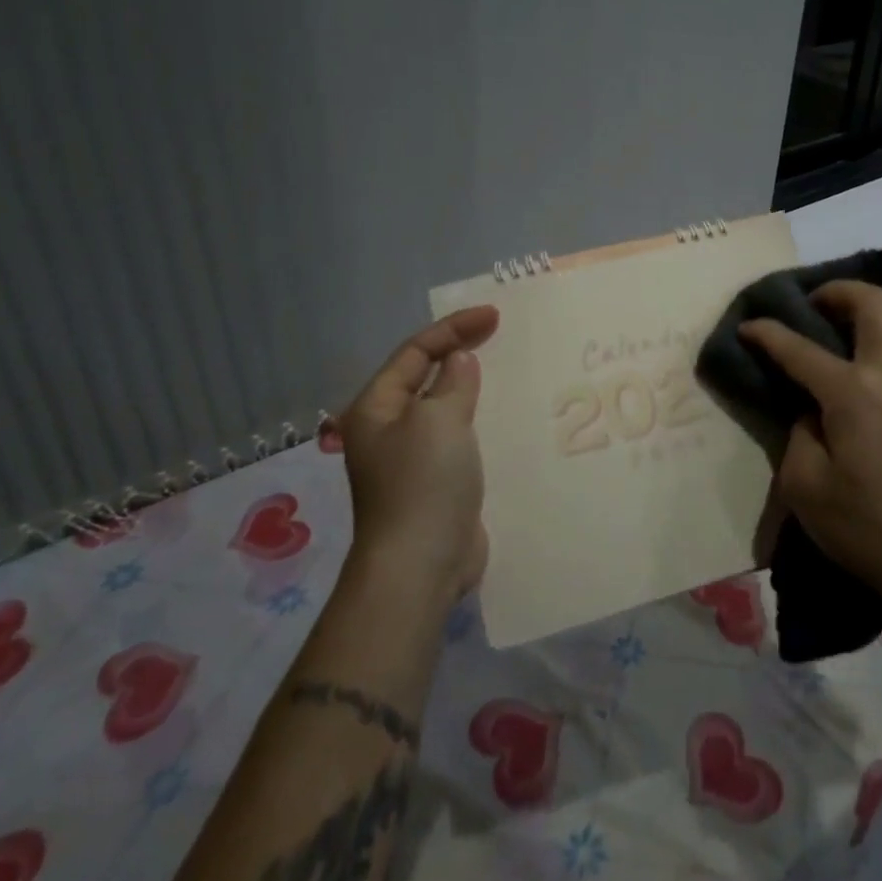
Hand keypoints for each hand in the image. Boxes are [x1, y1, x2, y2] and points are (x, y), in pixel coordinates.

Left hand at [325, 305, 500, 604]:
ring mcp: (411, 457)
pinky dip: (477, 419)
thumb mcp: (439, 420)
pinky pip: (457, 436)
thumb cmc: (423, 483)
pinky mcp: (435, 481)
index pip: (414, 352)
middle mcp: (388, 428)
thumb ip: (452, 383)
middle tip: (500, 334)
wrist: (421, 564)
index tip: (494, 316)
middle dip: (459, 352)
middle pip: (424, 376)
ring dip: (470, 386)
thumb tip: (458, 361)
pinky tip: (502, 416)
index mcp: (376, 407)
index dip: (453, 328)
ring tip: (505, 369)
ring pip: (443, 407)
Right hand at [739, 282, 881, 603]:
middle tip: (818, 304)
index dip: (767, 333)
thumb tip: (811, 410)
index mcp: (851, 393)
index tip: (748, 326)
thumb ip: (798, 434)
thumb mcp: (804, 486)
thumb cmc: (863, 527)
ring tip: (870, 326)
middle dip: (838, 291)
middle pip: (873, 304)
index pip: (798, 349)